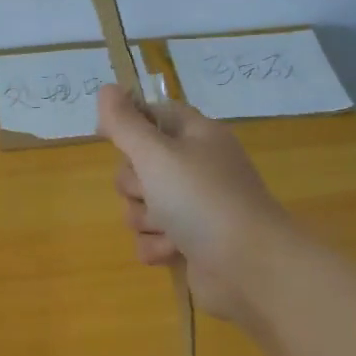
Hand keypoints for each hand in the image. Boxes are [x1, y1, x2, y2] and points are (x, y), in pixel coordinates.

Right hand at [96, 85, 287, 324]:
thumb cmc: (202, 200)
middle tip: (152, 191)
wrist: (249, 266)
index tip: (105, 134)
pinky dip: (156, 246)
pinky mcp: (189, 242)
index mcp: (195, 136)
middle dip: (135, 185)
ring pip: (141, 205)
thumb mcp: (156, 154)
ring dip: (145, 220)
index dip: (128, 122)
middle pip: (138, 166)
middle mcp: (195, 168)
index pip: (154, 114)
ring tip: (169, 228)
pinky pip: (151, 238)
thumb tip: (107, 89)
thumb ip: (125, 124)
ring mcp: (193, 207)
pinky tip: (174, 251)